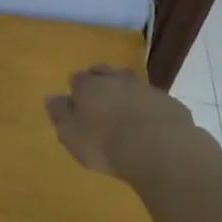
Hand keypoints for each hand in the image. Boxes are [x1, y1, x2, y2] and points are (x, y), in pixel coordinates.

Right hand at [46, 64, 200, 179]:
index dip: (76, 90)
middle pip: (105, 73)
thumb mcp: (71, 134)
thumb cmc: (105, 143)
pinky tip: (149, 125)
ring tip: (124, 112)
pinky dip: (148, 108)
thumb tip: (52, 97)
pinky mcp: (169, 103)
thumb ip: (60, 114)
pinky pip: (153, 101)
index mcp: (89, 86)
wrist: (159, 149)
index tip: (76, 103)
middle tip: (99, 100)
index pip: (77, 79)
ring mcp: (146, 89)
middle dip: (101, 82)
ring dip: (126, 94)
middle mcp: (117, 80)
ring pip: (131, 84)